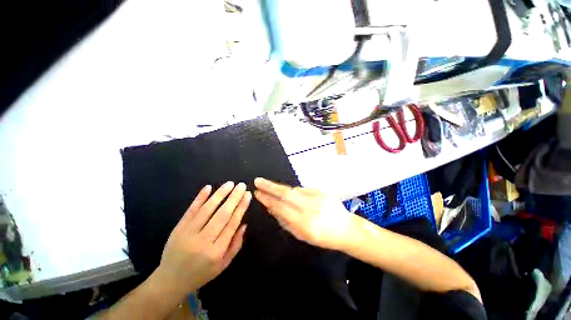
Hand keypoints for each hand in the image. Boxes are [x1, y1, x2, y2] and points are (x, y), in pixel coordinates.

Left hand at [154, 181, 250, 297]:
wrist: (170, 281)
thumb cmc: (202, 273)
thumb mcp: (224, 264)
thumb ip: (236, 244)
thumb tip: (244, 224)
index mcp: (216, 251)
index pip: (232, 224)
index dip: (241, 207)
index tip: (247, 195)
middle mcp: (203, 241)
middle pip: (222, 214)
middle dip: (234, 198)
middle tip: (242, 185)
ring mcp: (188, 233)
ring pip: (207, 210)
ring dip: (220, 194)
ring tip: (230, 184)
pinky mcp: (178, 228)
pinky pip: (191, 210)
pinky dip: (199, 198)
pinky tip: (208, 187)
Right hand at [254, 178, 353, 250]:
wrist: (346, 229)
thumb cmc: (322, 237)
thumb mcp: (301, 235)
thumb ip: (285, 221)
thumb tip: (271, 207)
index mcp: (305, 223)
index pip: (281, 208)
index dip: (268, 200)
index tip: (257, 193)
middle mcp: (311, 207)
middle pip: (287, 193)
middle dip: (270, 186)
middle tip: (258, 181)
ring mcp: (318, 197)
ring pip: (294, 190)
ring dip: (282, 190)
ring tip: (275, 191)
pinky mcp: (322, 191)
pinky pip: (303, 190)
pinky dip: (296, 193)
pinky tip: (296, 198)